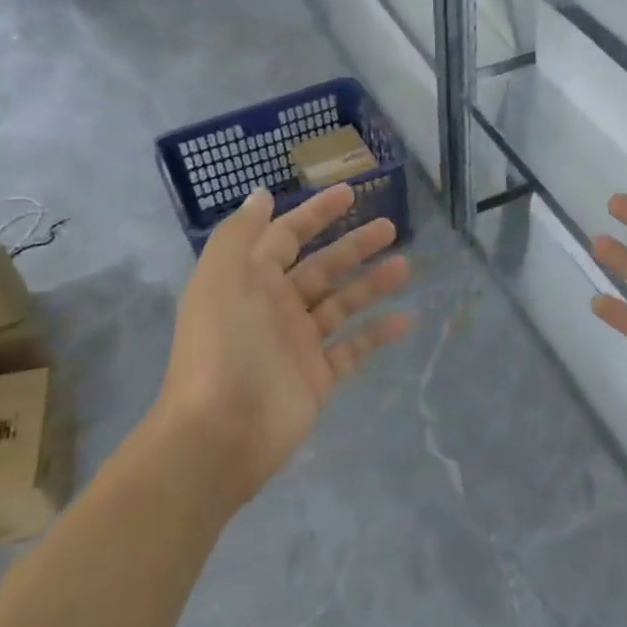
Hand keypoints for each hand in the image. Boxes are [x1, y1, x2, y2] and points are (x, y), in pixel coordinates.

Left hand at [151, 184, 411, 508]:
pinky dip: (377, 334)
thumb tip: (262, 195)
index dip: (315, 214)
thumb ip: (240, 234)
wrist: (221, 433)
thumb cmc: (223, 348)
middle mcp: (276, 308)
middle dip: (353, 246)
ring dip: (372, 284)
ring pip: (342, 304)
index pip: (286, 237)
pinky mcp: (318, 377)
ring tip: (405, 267)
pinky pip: (354, 349)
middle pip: (322, 268)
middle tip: (390, 227)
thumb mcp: (220, 279)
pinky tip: (404, 319)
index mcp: (250, 282)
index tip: (349, 194)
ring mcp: (299, 344)